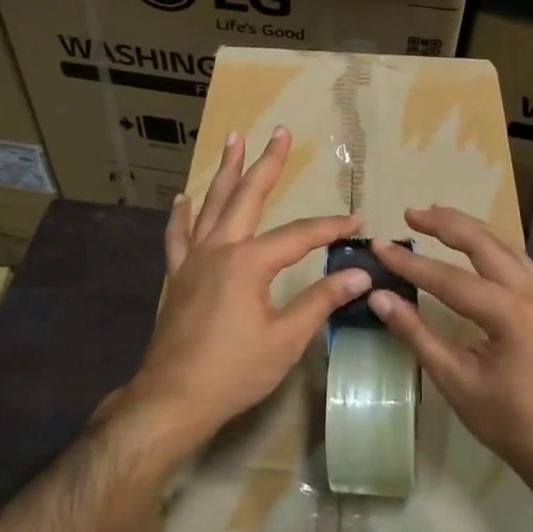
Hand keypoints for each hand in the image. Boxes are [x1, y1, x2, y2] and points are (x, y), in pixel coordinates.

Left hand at [121, 127, 370, 451]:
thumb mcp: (286, 340)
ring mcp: (193, 259)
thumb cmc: (234, 372)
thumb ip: (321, 301)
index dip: (331, 227)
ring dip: (226, 171)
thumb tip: (360, 274)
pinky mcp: (178, 275)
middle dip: (268, 163)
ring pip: (212, 204)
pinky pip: (178, 236)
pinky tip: (184, 198)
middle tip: (280, 132)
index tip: (358, 221)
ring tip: (233, 138)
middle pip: (248, 196)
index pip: (300, 235)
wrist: (172, 399)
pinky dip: (182, 215)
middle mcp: (220, 249)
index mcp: (249, 263)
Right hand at [369, 205, 532, 482]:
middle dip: (445, 224)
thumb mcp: (454, 379)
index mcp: (512, 316)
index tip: (381, 247)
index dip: (411, 263)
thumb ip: (416, 333)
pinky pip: (517, 260)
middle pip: (484, 244)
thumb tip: (379, 297)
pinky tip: (473, 242)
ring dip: (469, 228)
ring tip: (437, 214)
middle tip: (411, 213)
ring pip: (505, 245)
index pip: (451, 279)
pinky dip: (490, 244)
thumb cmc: (506, 420)